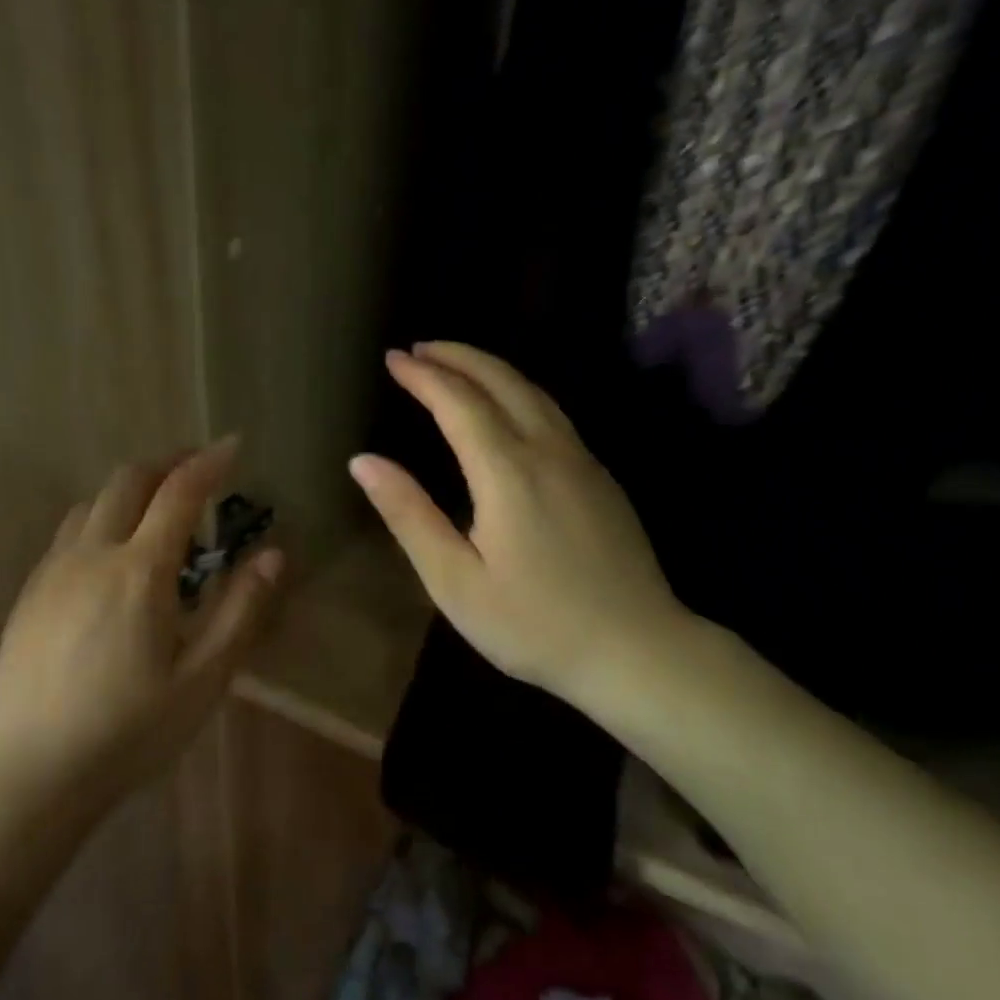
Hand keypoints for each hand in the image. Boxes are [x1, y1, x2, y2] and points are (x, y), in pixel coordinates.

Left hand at [0, 438, 282, 810]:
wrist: (33, 772)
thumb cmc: (131, 730)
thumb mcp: (204, 678)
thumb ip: (240, 610)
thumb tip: (273, 554)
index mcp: (139, 571)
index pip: (179, 492)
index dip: (209, 462)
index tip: (233, 444)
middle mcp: (91, 555)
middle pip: (128, 480)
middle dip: (168, 465)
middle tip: (199, 474)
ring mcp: (52, 572)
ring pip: (92, 504)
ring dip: (130, 493)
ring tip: (158, 519)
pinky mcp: (29, 594)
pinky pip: (69, 534)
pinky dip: (101, 521)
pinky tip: (112, 560)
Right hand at [349, 343, 696, 723]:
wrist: (637, 650)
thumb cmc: (533, 625)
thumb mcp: (455, 581)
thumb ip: (409, 515)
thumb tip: (362, 461)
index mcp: (507, 472)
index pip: (458, 402)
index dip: (422, 376)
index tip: (393, 358)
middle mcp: (548, 451)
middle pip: (501, 381)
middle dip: (456, 357)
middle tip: (419, 349)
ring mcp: (582, 460)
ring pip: (533, 391)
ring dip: (489, 368)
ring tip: (455, 364)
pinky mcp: (601, 478)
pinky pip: (553, 413)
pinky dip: (518, 391)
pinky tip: (507, 405)